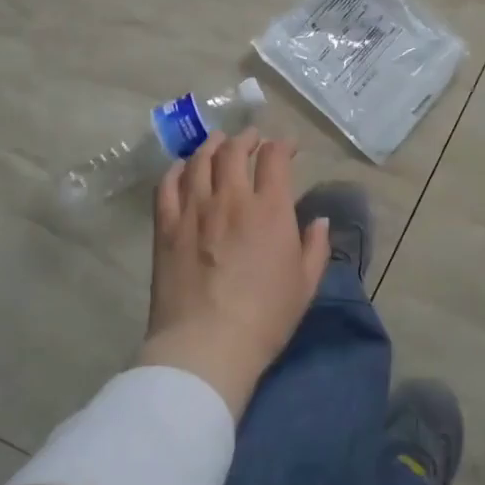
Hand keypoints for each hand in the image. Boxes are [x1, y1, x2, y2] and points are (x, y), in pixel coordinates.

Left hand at [139, 129, 328, 416]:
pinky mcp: (166, 227)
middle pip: (235, 150)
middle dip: (247, 138)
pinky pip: (167, 185)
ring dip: (212, 146)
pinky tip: (182, 168)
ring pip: (200, 160)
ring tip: (218, 144)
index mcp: (270, 209)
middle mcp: (232, 198)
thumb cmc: (265, 317)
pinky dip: (176, 170)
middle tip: (252, 139)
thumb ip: (315, 247)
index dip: (282, 145)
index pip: (275, 158)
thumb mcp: (305, 284)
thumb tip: (318, 220)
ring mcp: (194, 210)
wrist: (207, 346)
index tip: (287, 148)